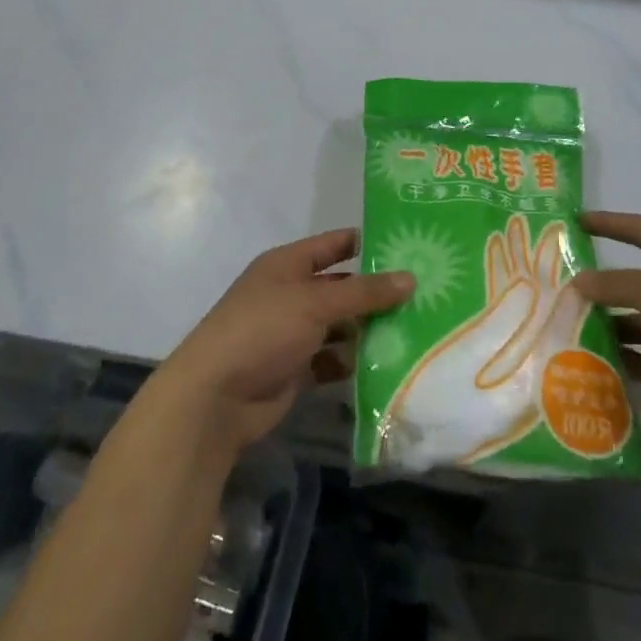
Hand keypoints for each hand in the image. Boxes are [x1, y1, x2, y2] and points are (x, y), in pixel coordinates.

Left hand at [150, 229, 412, 452]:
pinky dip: (353, 361)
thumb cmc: (262, 331)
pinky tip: (387, 364)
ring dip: (368, 329)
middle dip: (376, 292)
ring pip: (340, 325)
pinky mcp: (296, 368)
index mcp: (287, 265)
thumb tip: (411, 278)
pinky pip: (333, 359)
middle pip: (341, 287)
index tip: (409, 245)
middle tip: (425, 294)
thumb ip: (364, 292)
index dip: (367, 242)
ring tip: (416, 329)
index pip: (334, 244)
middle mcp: (290, 294)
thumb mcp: (315, 303)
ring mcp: (292, 332)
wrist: (215, 398)